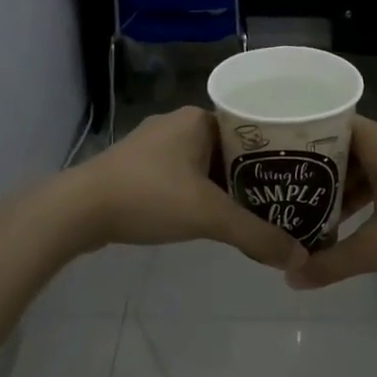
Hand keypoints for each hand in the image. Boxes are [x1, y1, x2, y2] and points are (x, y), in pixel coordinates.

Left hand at [66, 107, 305, 271]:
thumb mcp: (209, 216)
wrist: (77, 211)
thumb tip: (299, 257)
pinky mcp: (137, 168)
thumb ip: (256, 235)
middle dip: (252, 176)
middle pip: (229, 149)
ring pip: (204, 165)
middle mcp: (177, 124)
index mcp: (197, 119)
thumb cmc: (148, 197)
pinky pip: (181, 177)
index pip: (251, 128)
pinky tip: (208, 217)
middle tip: (281, 201)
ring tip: (253, 213)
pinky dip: (199, 194)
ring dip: (225, 188)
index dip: (276, 153)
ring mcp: (153, 146)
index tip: (296, 177)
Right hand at [288, 117, 376, 288]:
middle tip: (292, 196)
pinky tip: (361, 220)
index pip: (330, 126)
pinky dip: (375, 191)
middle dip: (323, 174)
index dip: (302, 142)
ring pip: (374, 162)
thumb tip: (291, 278)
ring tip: (321, 215)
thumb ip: (331, 262)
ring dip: (350, 187)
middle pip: (350, 146)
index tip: (279, 162)